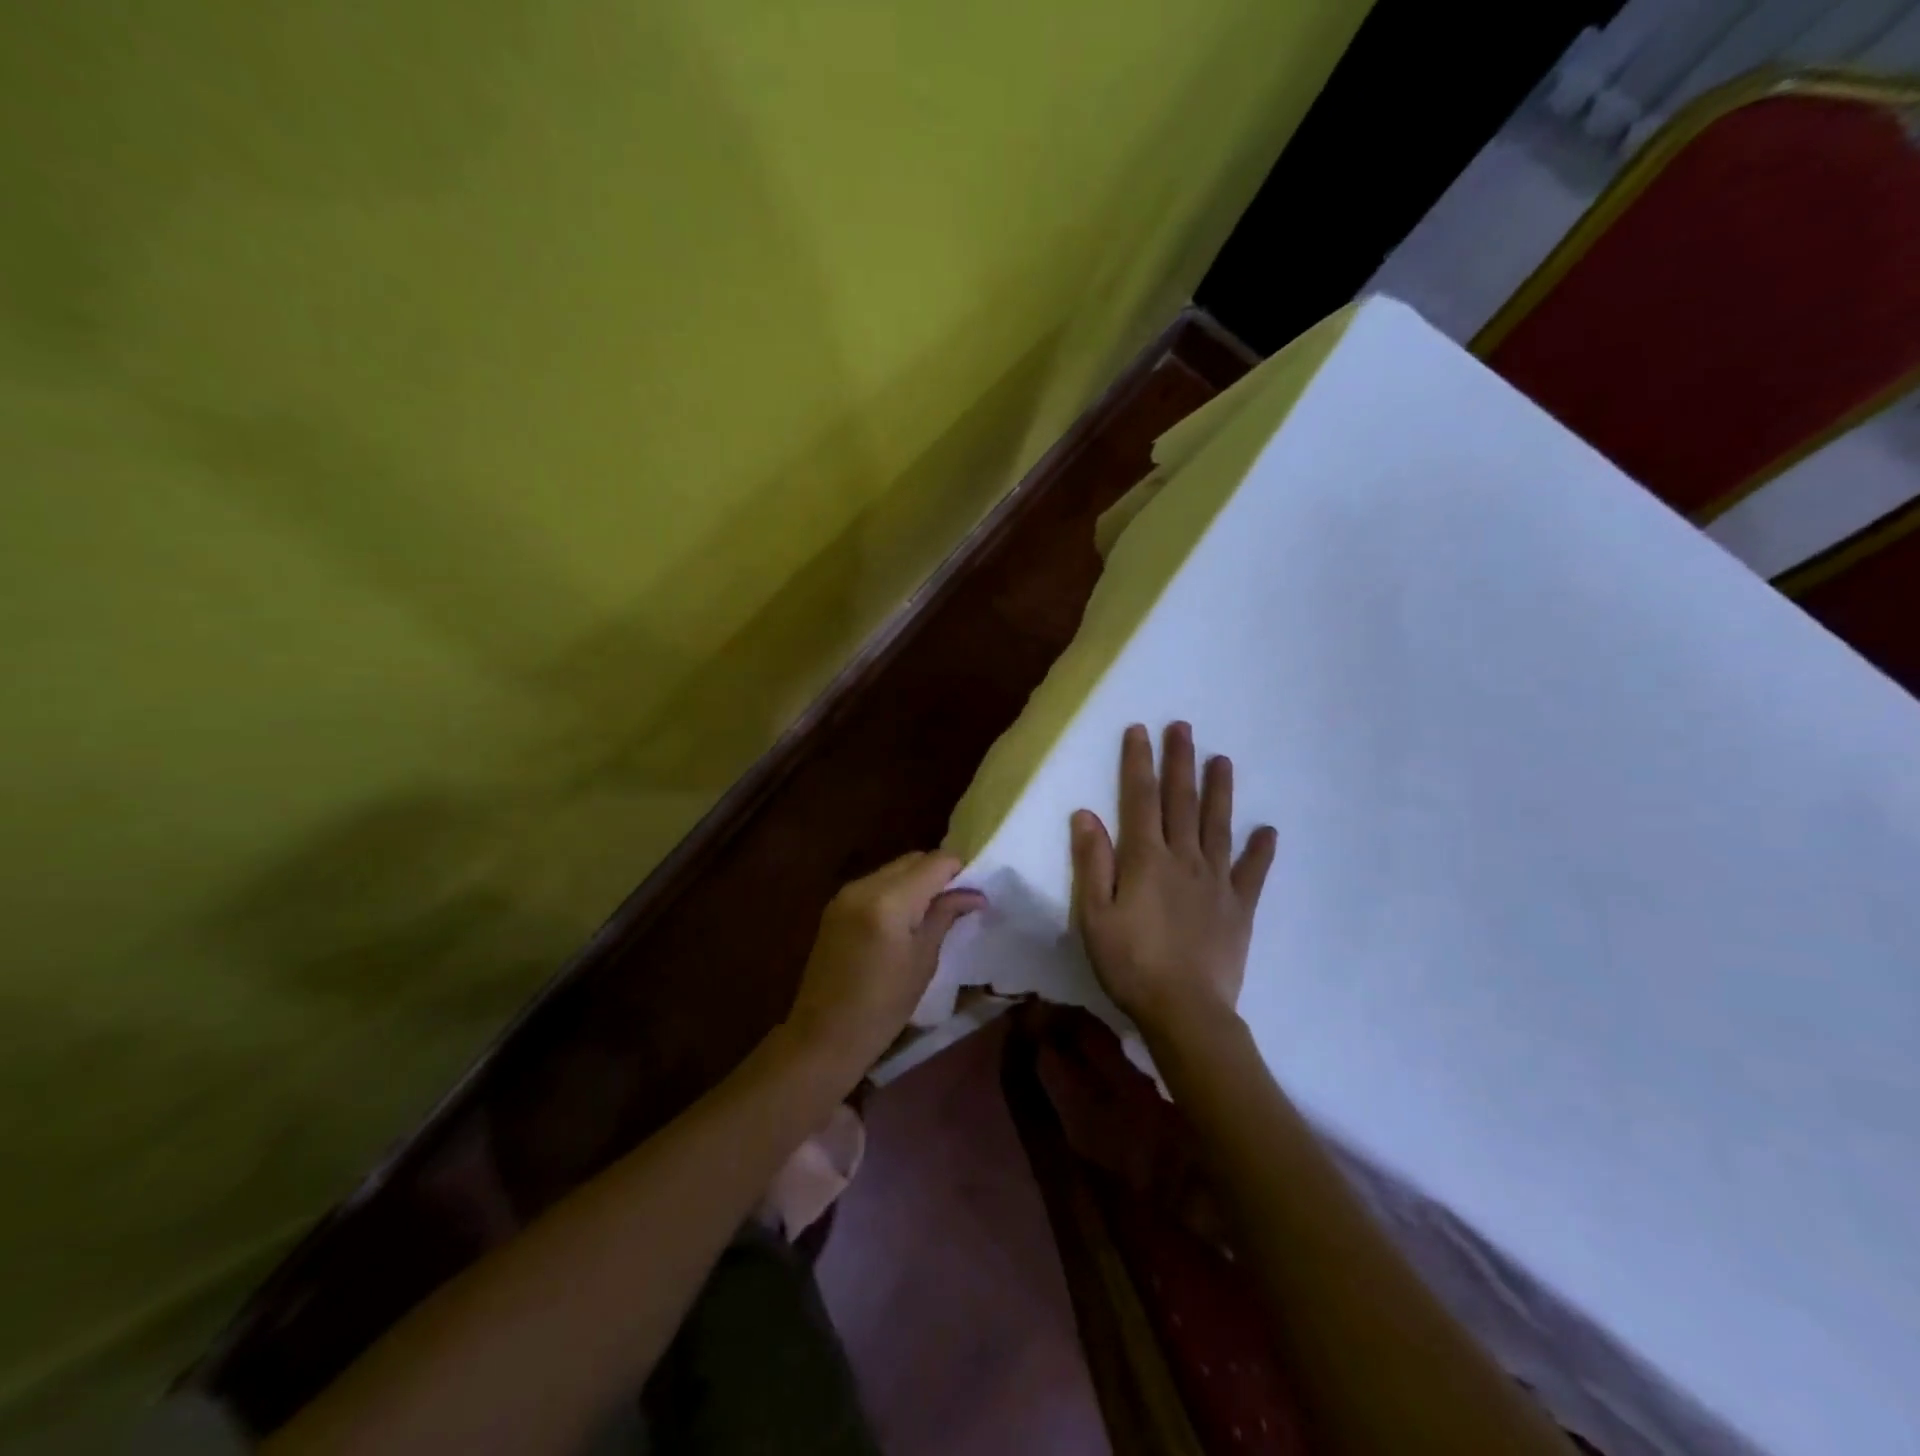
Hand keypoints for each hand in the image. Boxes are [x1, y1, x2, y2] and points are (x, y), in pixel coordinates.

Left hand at [785, 852, 985, 1078]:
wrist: (824, 1036)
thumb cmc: (883, 1007)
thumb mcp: (923, 961)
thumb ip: (945, 916)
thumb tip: (974, 894)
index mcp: (889, 901)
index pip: (934, 863)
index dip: (959, 870)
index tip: (974, 892)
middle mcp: (864, 886)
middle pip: (912, 860)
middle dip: (938, 873)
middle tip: (958, 901)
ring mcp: (845, 894)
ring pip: (893, 869)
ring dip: (917, 880)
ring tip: (933, 911)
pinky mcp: (836, 906)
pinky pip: (875, 884)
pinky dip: (896, 891)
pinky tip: (905, 918)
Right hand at [1071, 722, 1275, 1037]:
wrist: (1186, 1011)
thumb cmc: (1130, 963)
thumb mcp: (1094, 915)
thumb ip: (1093, 862)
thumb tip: (1086, 813)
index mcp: (1146, 858)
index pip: (1139, 798)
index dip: (1138, 762)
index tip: (1140, 730)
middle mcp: (1184, 858)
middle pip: (1181, 801)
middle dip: (1180, 762)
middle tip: (1184, 728)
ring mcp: (1216, 881)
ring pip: (1218, 825)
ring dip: (1220, 791)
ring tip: (1223, 760)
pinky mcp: (1240, 907)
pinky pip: (1252, 872)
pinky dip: (1261, 850)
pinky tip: (1268, 831)